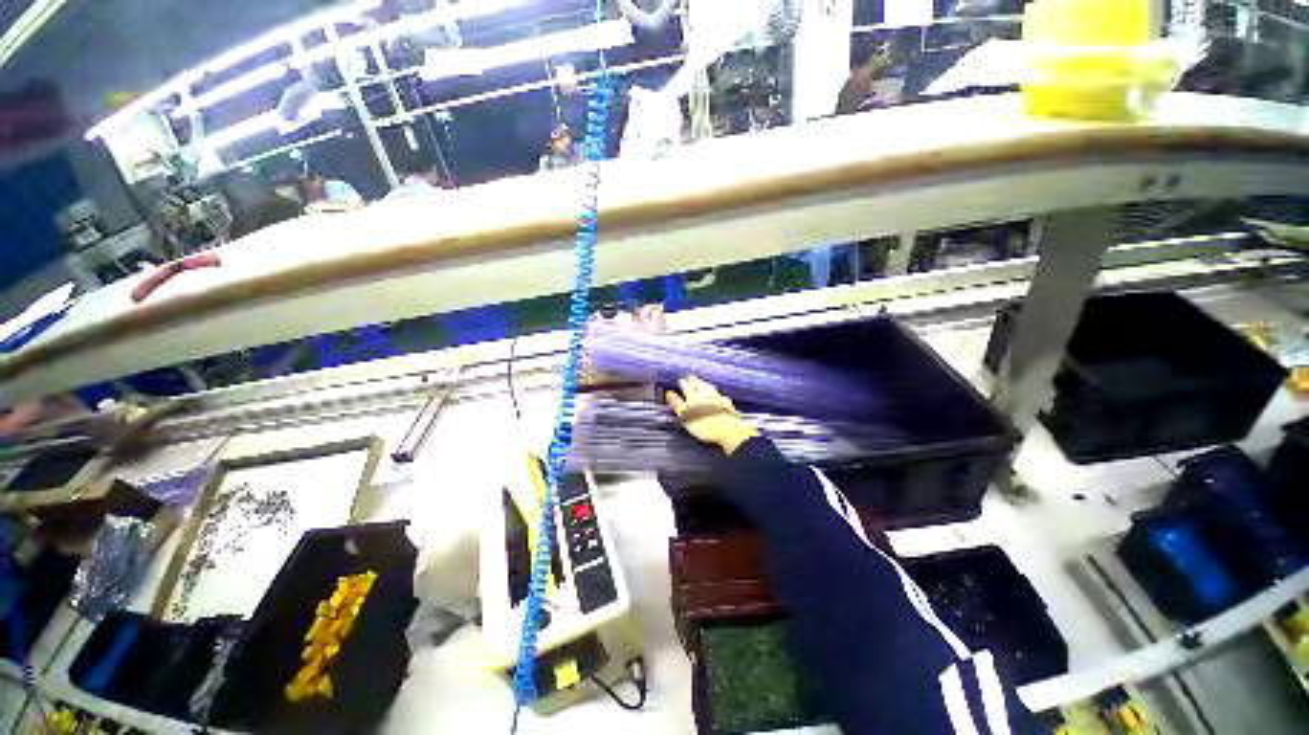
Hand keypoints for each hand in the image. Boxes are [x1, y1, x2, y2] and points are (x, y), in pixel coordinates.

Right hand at [665, 376, 758, 455]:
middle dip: (694, 380)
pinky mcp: (727, 403)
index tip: (681, 380)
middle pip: (699, 384)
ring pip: (710, 387)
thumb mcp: (686, 417)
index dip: (683, 383)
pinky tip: (718, 395)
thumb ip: (677, 404)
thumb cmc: (704, 426)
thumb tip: (669, 393)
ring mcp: (718, 397)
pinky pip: (720, 395)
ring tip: (703, 383)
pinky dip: (717, 393)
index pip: (687, 386)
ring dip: (705, 384)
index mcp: (694, 397)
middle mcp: (706, 394)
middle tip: (690, 377)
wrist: (728, 431)